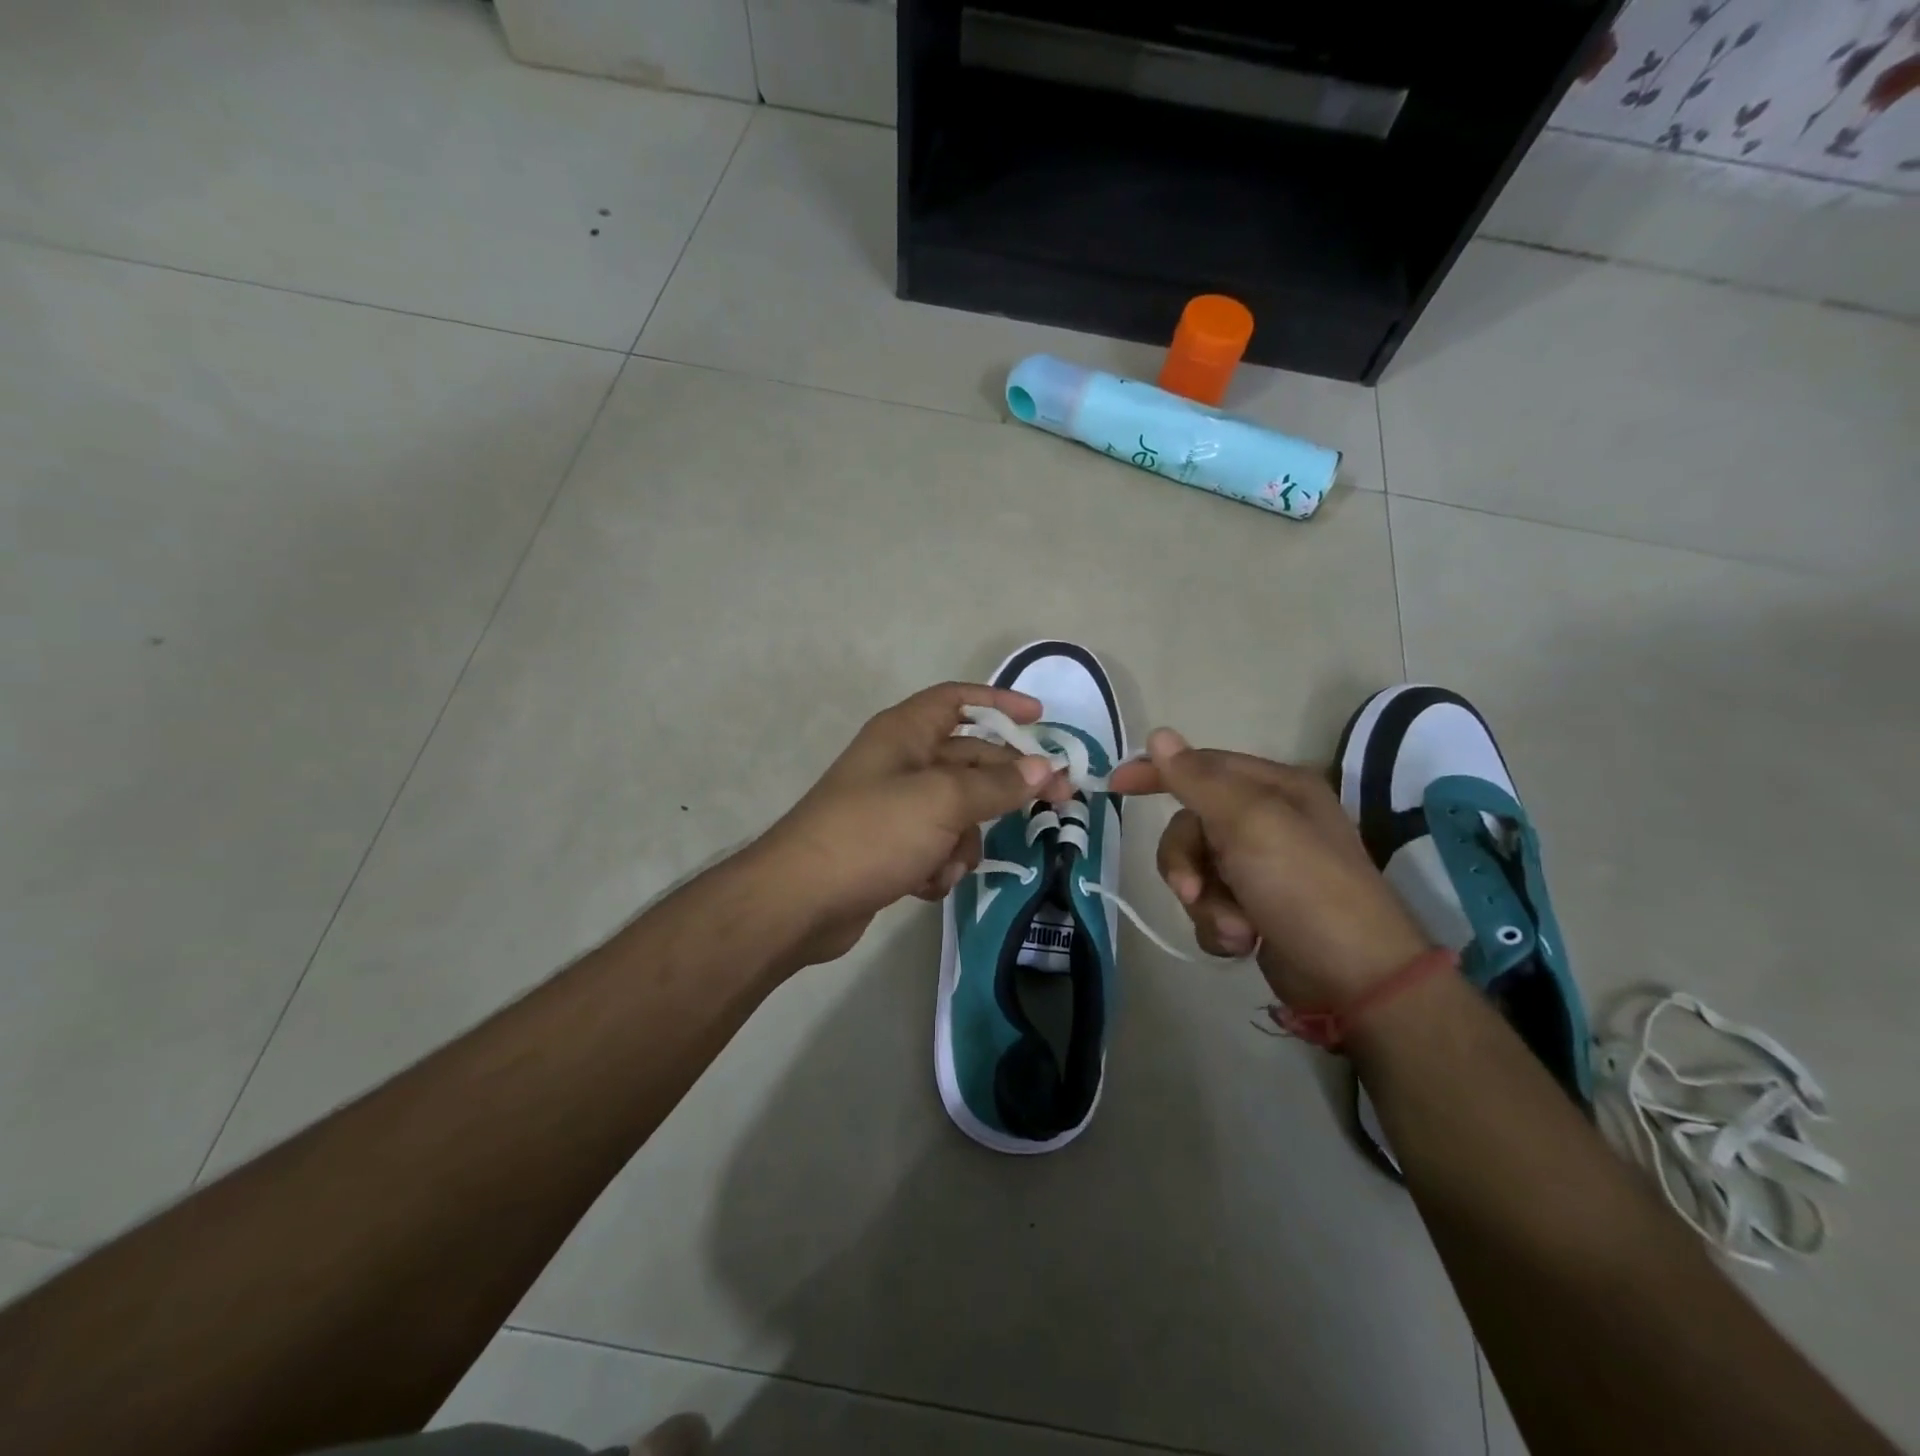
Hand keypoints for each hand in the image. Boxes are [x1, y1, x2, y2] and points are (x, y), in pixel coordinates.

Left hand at [755, 682, 1069, 967]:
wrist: (801, 901)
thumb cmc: (872, 833)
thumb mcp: (942, 802)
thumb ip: (996, 784)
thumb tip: (1043, 768)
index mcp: (905, 733)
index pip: (958, 700)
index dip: (999, 703)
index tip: (1040, 719)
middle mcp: (900, 762)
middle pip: (970, 760)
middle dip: (1006, 784)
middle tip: (1058, 801)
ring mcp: (894, 808)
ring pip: (958, 812)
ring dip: (963, 840)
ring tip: (948, 861)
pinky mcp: (890, 848)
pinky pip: (936, 846)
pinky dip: (938, 865)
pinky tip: (925, 883)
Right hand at [1108, 729, 1431, 1008]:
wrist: (1356, 980)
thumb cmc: (1304, 887)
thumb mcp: (1249, 823)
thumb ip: (1198, 780)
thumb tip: (1158, 735)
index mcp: (1275, 789)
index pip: (1201, 766)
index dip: (1156, 772)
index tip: (1116, 785)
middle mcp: (1268, 822)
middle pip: (1191, 826)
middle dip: (1186, 863)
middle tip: (1193, 891)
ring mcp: (1263, 869)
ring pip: (1196, 870)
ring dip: (1205, 902)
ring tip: (1235, 928)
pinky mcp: (1257, 910)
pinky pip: (1209, 905)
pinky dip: (1216, 925)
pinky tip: (1241, 942)